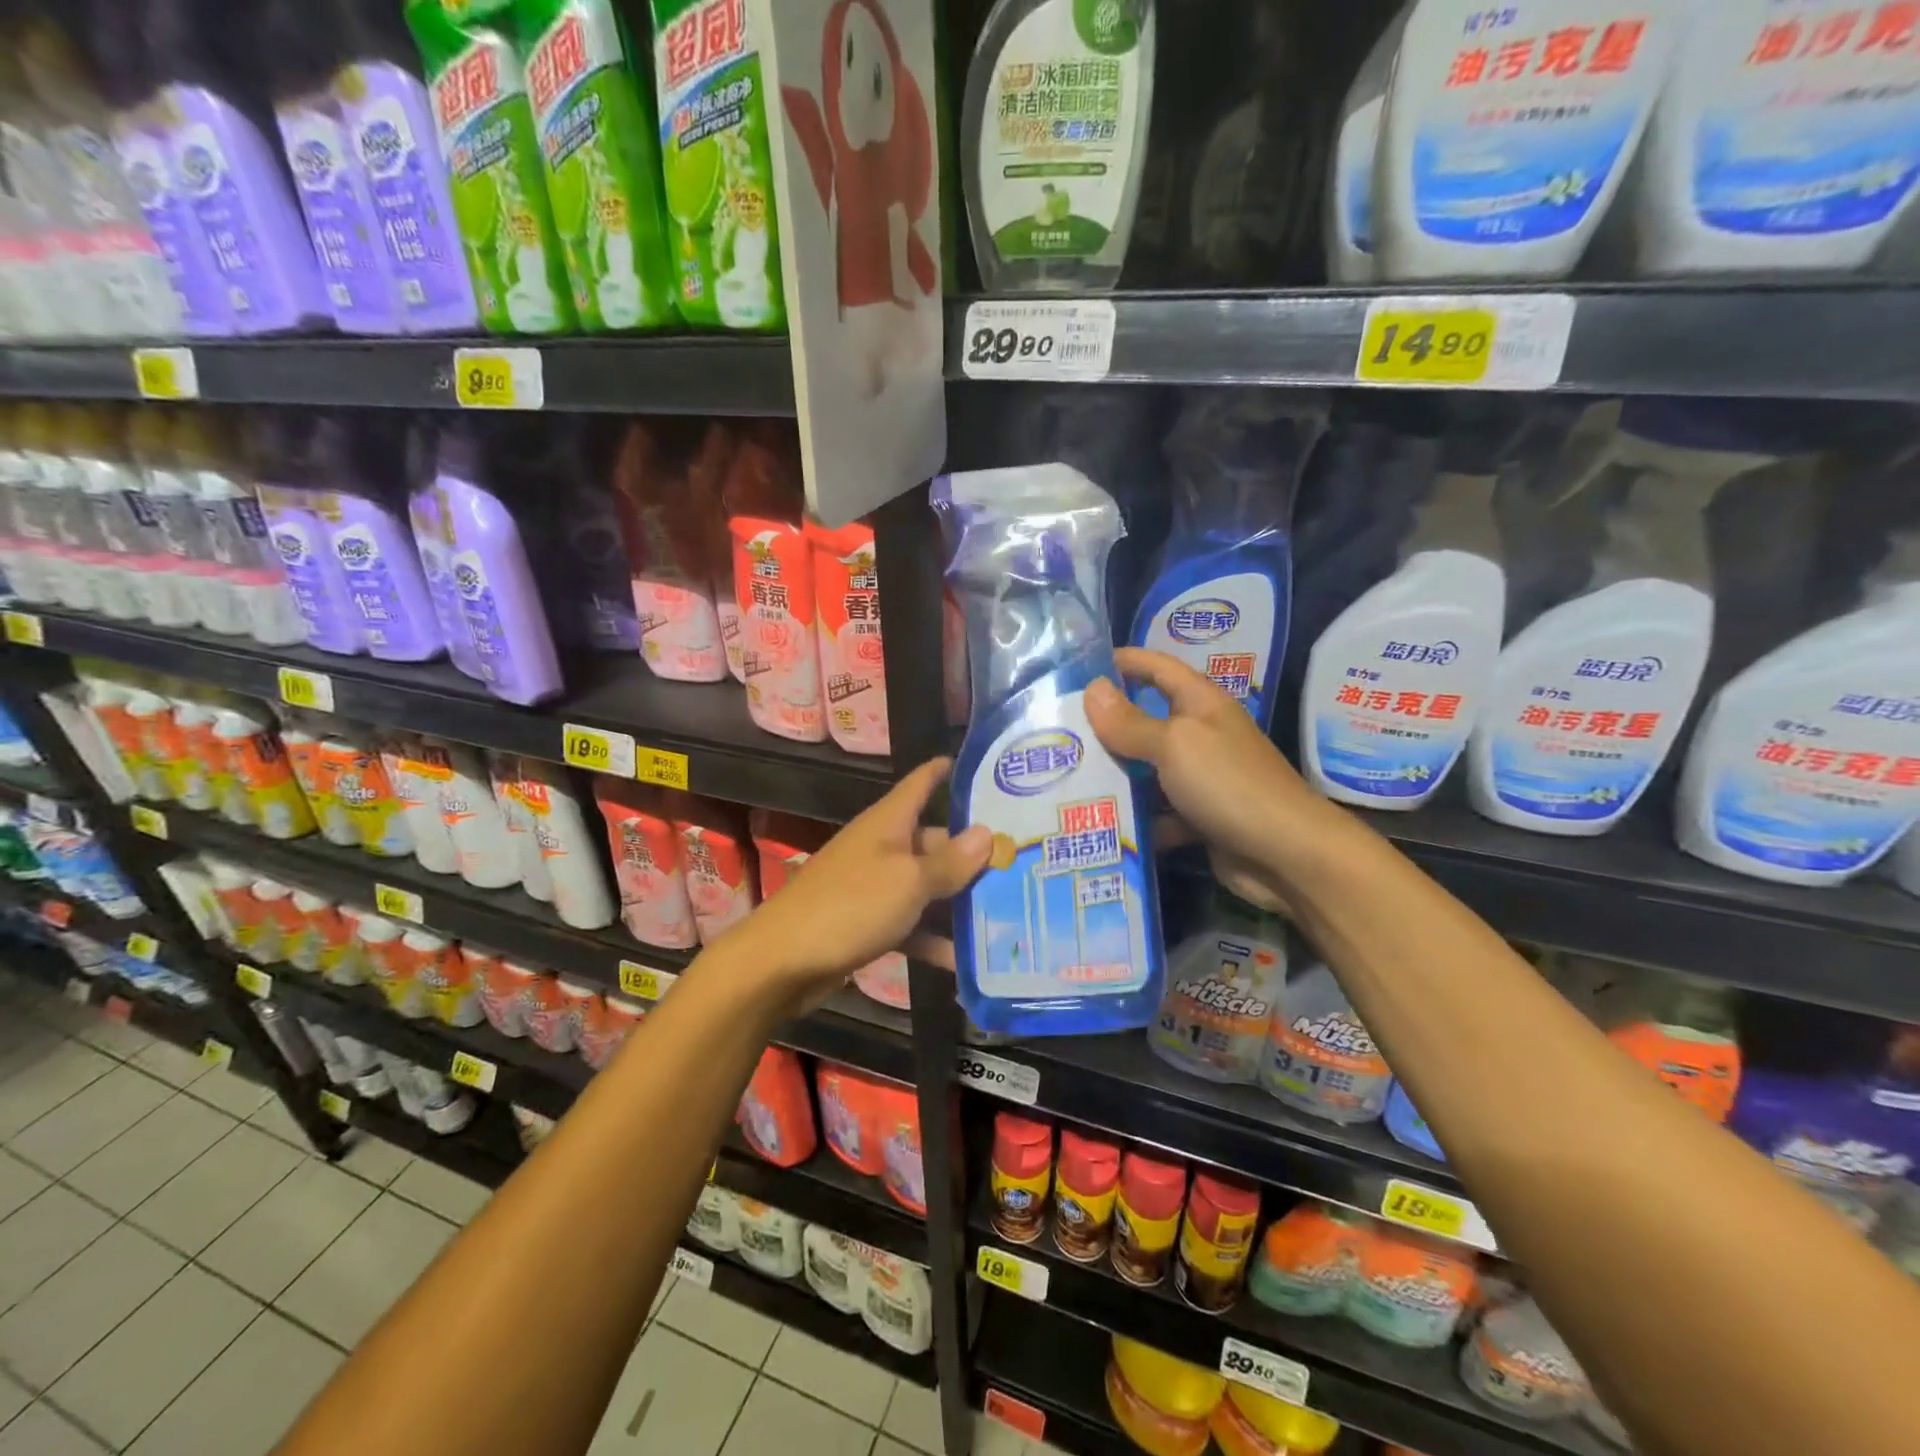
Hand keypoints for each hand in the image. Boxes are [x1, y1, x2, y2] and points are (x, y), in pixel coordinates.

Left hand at [724, 757, 990, 1012]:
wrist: (783, 962)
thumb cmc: (850, 906)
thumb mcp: (908, 881)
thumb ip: (950, 862)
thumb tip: (987, 834)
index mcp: (890, 822)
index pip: (923, 782)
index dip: (950, 771)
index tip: (991, 769)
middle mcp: (884, 847)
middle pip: (936, 841)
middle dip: (975, 852)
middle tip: (1024, 863)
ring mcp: (876, 887)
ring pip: (928, 886)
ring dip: (960, 901)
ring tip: (1011, 911)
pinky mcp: (870, 924)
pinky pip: (913, 924)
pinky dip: (935, 939)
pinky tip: (968, 960)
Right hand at [1087, 649, 1343, 908]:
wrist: (1287, 855)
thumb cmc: (1229, 784)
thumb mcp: (1174, 745)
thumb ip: (1131, 721)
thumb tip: (1091, 689)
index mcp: (1199, 704)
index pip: (1157, 667)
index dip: (1123, 661)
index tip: (1079, 667)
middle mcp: (1200, 735)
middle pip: (1145, 720)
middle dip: (1104, 726)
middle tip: (1056, 732)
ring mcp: (1201, 778)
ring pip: (1146, 770)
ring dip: (1114, 775)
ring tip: (1063, 778)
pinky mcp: (1199, 817)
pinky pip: (1157, 811)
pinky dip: (1135, 818)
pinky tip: (1097, 824)